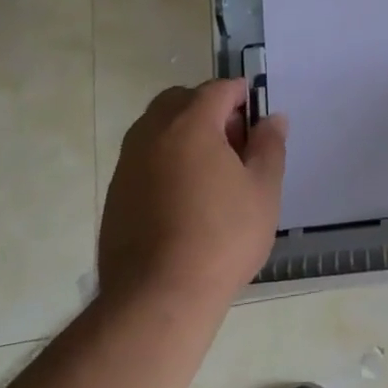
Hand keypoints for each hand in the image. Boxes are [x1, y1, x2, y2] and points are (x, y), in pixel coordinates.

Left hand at [98, 79, 286, 305]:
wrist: (158, 298)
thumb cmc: (222, 237)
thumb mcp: (263, 189)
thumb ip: (270, 145)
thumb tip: (272, 118)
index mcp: (190, 123)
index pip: (219, 89)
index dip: (243, 98)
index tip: (257, 124)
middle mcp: (152, 133)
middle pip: (181, 100)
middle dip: (209, 110)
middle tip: (234, 146)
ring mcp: (128, 163)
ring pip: (157, 127)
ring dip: (184, 134)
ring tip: (211, 174)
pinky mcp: (116, 193)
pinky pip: (144, 157)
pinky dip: (165, 160)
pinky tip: (184, 199)